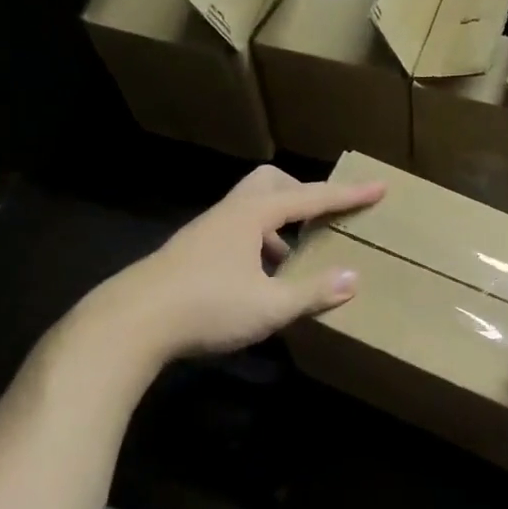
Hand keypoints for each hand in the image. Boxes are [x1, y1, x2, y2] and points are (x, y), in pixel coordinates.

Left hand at [73, 167, 383, 362]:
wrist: (129, 323)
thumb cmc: (205, 307)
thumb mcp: (269, 306)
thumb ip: (312, 292)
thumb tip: (353, 278)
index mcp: (251, 215)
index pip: (309, 197)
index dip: (346, 196)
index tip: (378, 188)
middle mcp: (227, 214)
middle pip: (270, 184)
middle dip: (302, 195)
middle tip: (323, 219)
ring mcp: (204, 232)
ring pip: (250, 212)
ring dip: (279, 227)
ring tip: (296, 261)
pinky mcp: (189, 253)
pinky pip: (235, 234)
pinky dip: (258, 246)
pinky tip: (260, 283)